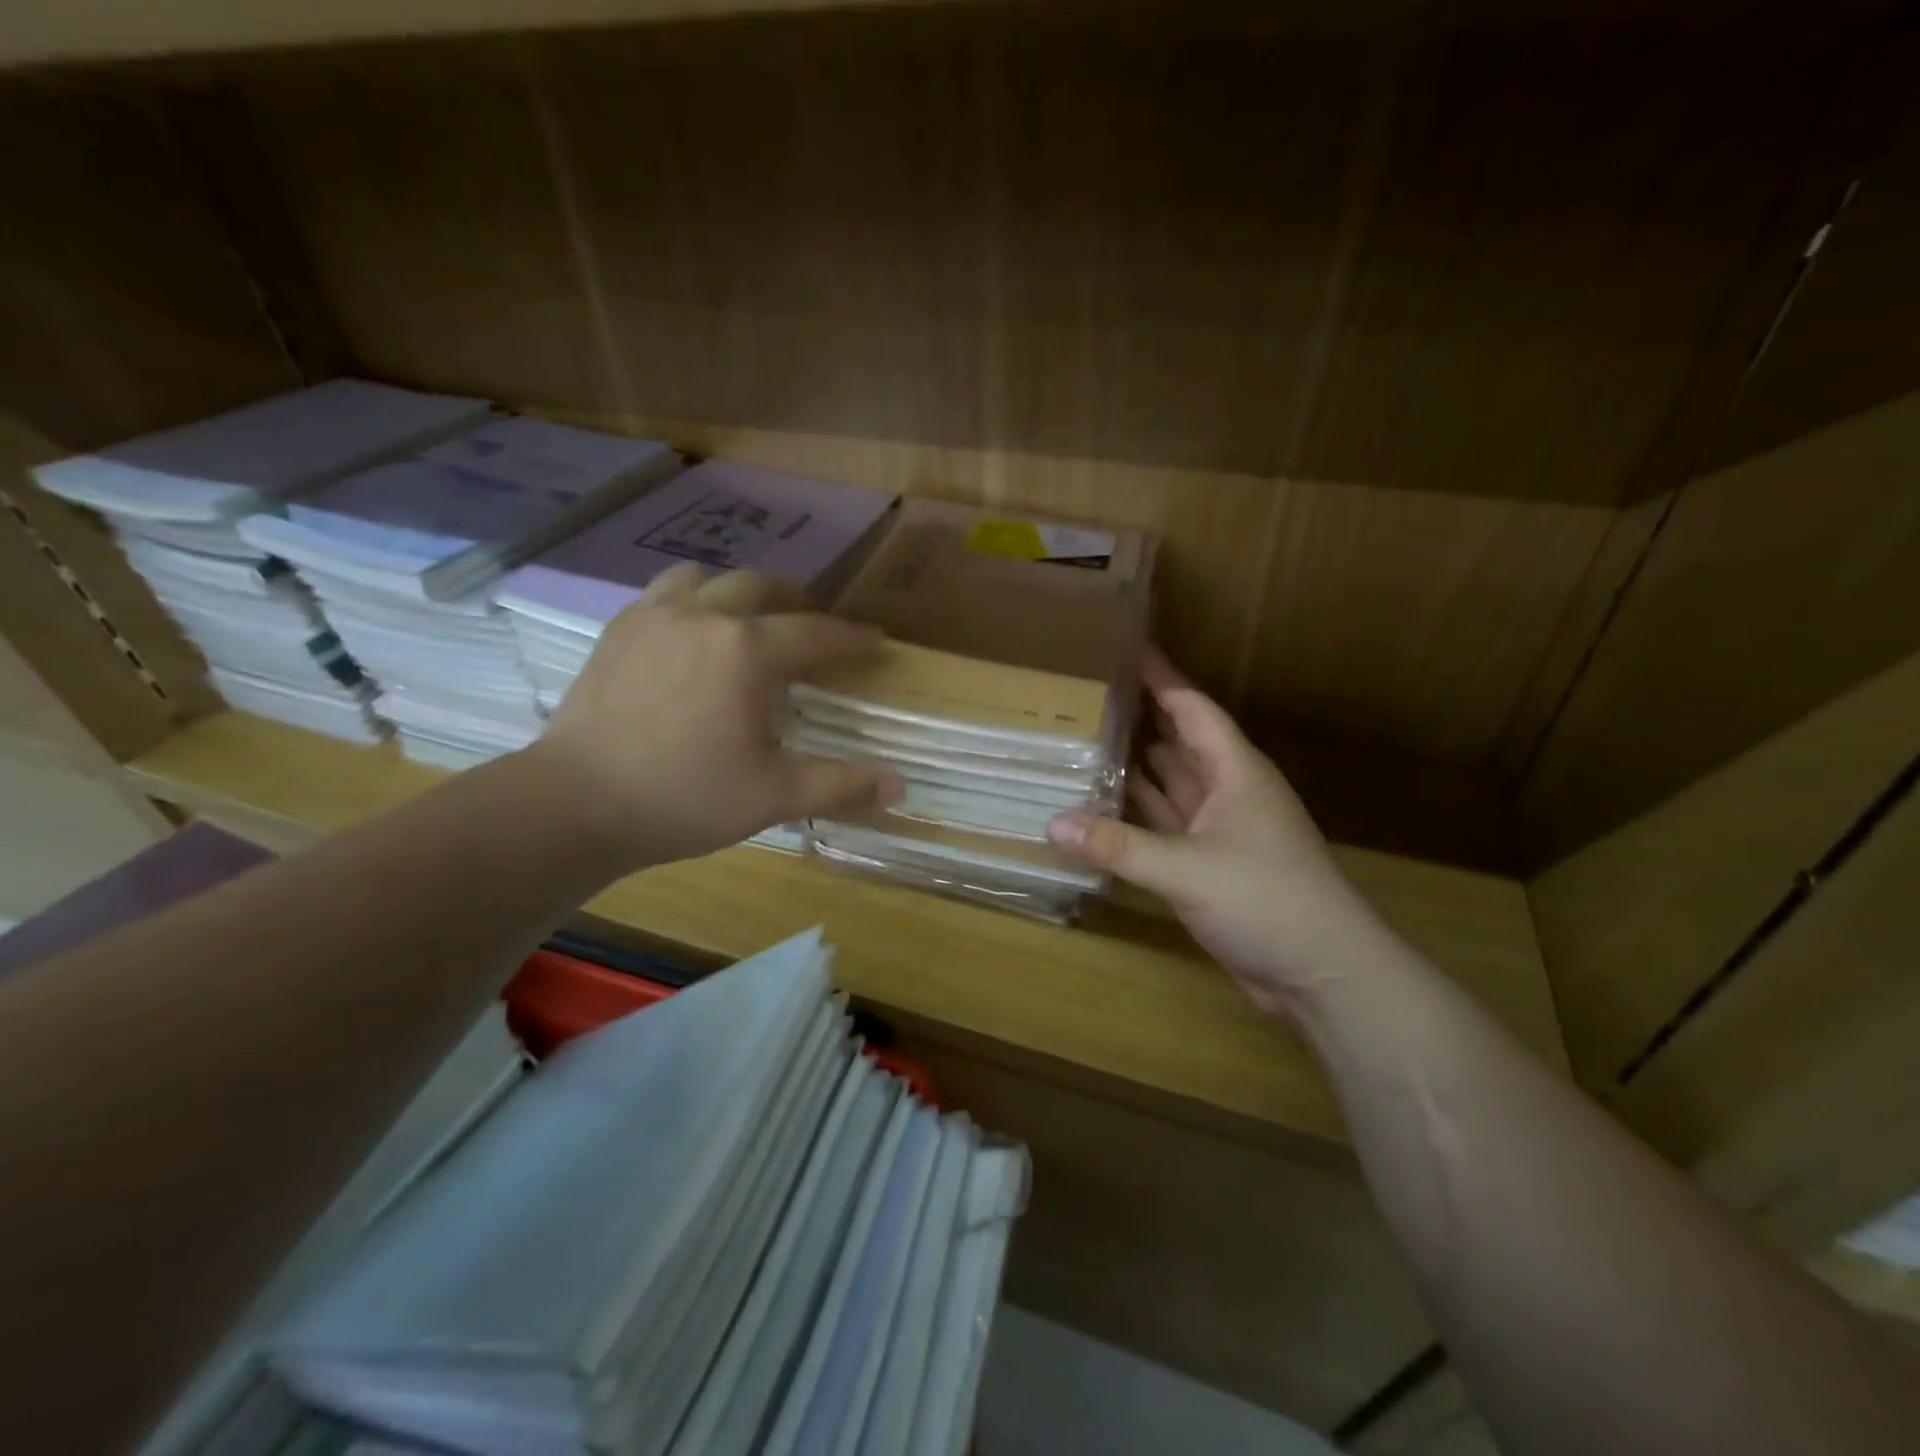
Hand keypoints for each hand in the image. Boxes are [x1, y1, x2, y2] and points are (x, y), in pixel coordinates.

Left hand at [529, 563, 901, 868]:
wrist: (574, 803)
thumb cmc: (683, 798)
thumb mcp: (773, 797)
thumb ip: (840, 786)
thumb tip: (900, 786)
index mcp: (747, 650)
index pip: (817, 633)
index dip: (852, 638)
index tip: (876, 641)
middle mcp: (704, 615)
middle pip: (763, 586)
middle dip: (798, 601)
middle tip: (815, 623)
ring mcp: (654, 616)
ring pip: (708, 576)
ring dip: (740, 590)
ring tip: (751, 616)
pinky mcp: (618, 630)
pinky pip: (665, 592)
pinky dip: (693, 598)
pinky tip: (692, 629)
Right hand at [1048, 651, 1390, 1017]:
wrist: (1323, 973)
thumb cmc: (1267, 900)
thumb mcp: (1188, 869)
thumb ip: (1118, 845)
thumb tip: (1052, 823)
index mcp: (1234, 772)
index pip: (1191, 709)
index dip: (1161, 678)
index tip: (1124, 649)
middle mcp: (1226, 793)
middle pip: (1176, 743)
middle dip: (1138, 720)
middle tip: (1084, 699)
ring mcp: (1217, 832)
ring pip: (1168, 787)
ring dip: (1133, 769)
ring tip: (1082, 745)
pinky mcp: (1207, 866)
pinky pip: (1163, 828)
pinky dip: (1135, 817)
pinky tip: (1100, 810)